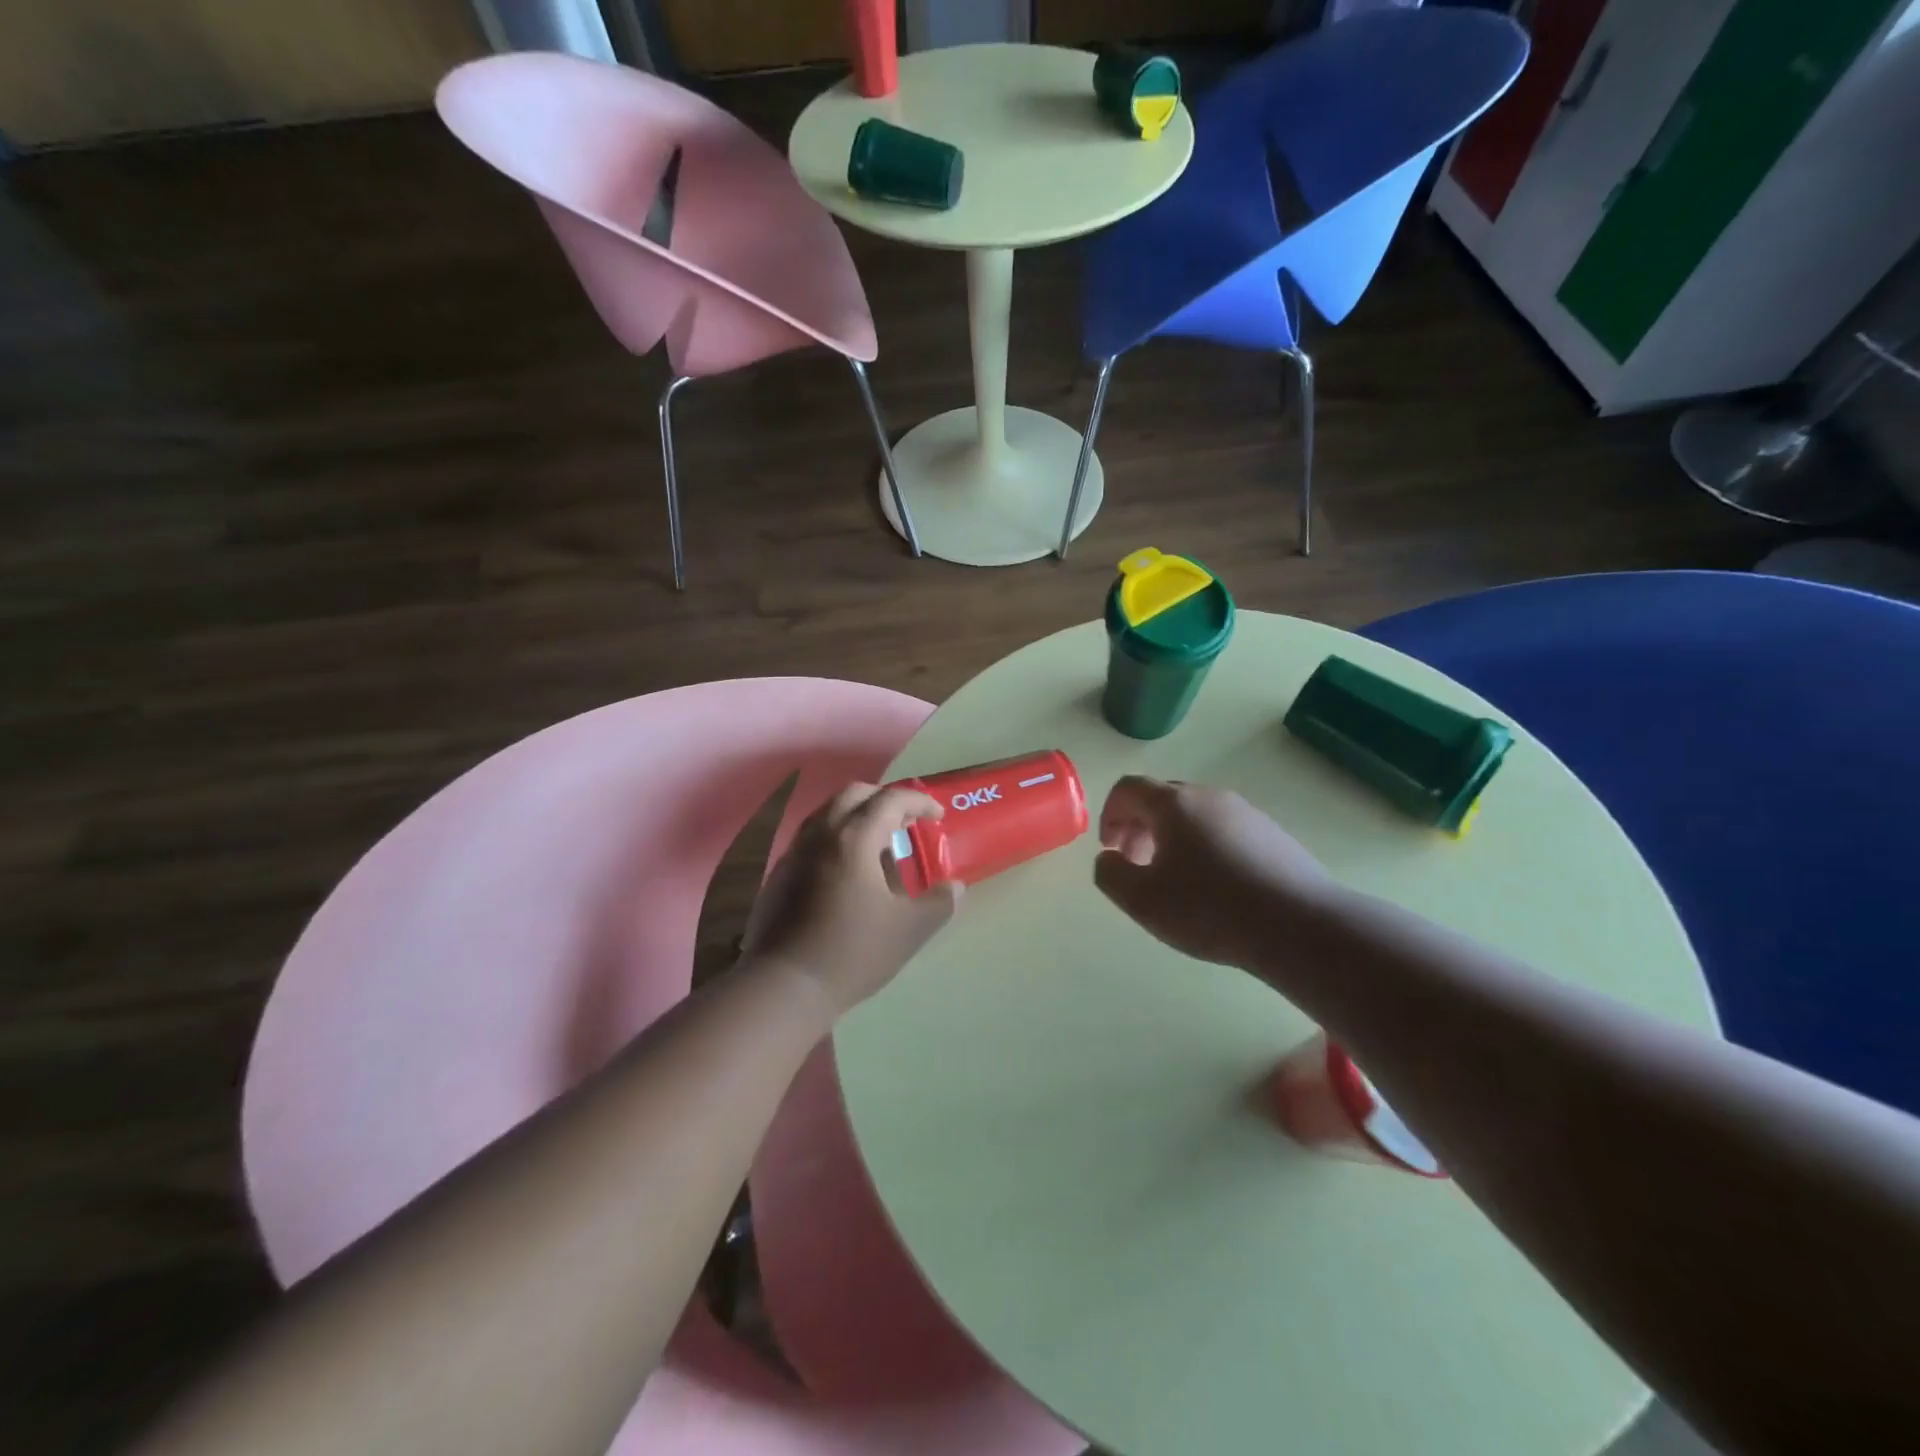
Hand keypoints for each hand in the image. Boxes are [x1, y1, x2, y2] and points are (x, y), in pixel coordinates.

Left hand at [742, 784, 959, 1017]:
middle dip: (884, 800)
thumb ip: (939, 904)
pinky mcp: (780, 874)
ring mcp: (795, 852)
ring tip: (879, 847)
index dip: (918, 801)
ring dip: (858, 817)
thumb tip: (955, 888)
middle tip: (906, 822)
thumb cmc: (852, 951)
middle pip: (854, 795)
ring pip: (828, 813)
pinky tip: (848, 873)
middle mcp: (821, 833)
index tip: (937, 815)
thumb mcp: (909, 930)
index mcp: (854, 838)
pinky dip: (836, 838)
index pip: (890, 799)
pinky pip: (812, 837)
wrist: (784, 985)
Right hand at [1095, 776, 1331, 972]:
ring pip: (1195, 814)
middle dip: (1140, 826)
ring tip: (1176, 879)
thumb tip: (1110, 858)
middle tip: (1137, 864)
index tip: (1111, 849)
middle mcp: (1208, 796)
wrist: (1300, 925)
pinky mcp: (1272, 834)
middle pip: (1162, 798)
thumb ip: (1110, 874)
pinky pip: (1225, 830)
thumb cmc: (1209, 908)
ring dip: (1173, 837)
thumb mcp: (1142, 900)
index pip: (1128, 788)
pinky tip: (1216, 887)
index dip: (1109, 814)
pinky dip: (1206, 847)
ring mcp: (1245, 812)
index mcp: (1173, 804)